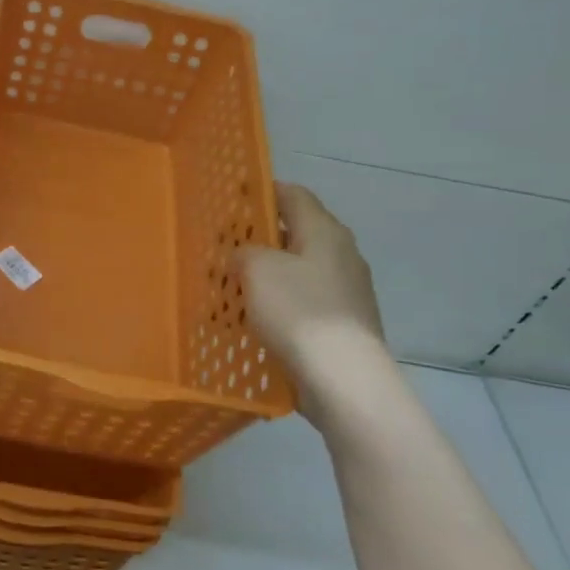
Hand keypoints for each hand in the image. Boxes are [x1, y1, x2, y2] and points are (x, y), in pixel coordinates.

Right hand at [236, 183, 389, 426]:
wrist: (343, 378)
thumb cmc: (299, 312)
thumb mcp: (258, 270)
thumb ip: (245, 252)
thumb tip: (246, 256)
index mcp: (325, 232)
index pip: (294, 195)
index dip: (264, 191)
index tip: (234, 198)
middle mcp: (341, 255)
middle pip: (295, 234)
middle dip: (259, 238)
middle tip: (224, 247)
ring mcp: (346, 291)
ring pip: (297, 271)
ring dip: (267, 274)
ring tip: (231, 286)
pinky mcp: (341, 324)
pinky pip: (303, 302)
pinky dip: (278, 303)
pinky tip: (252, 319)